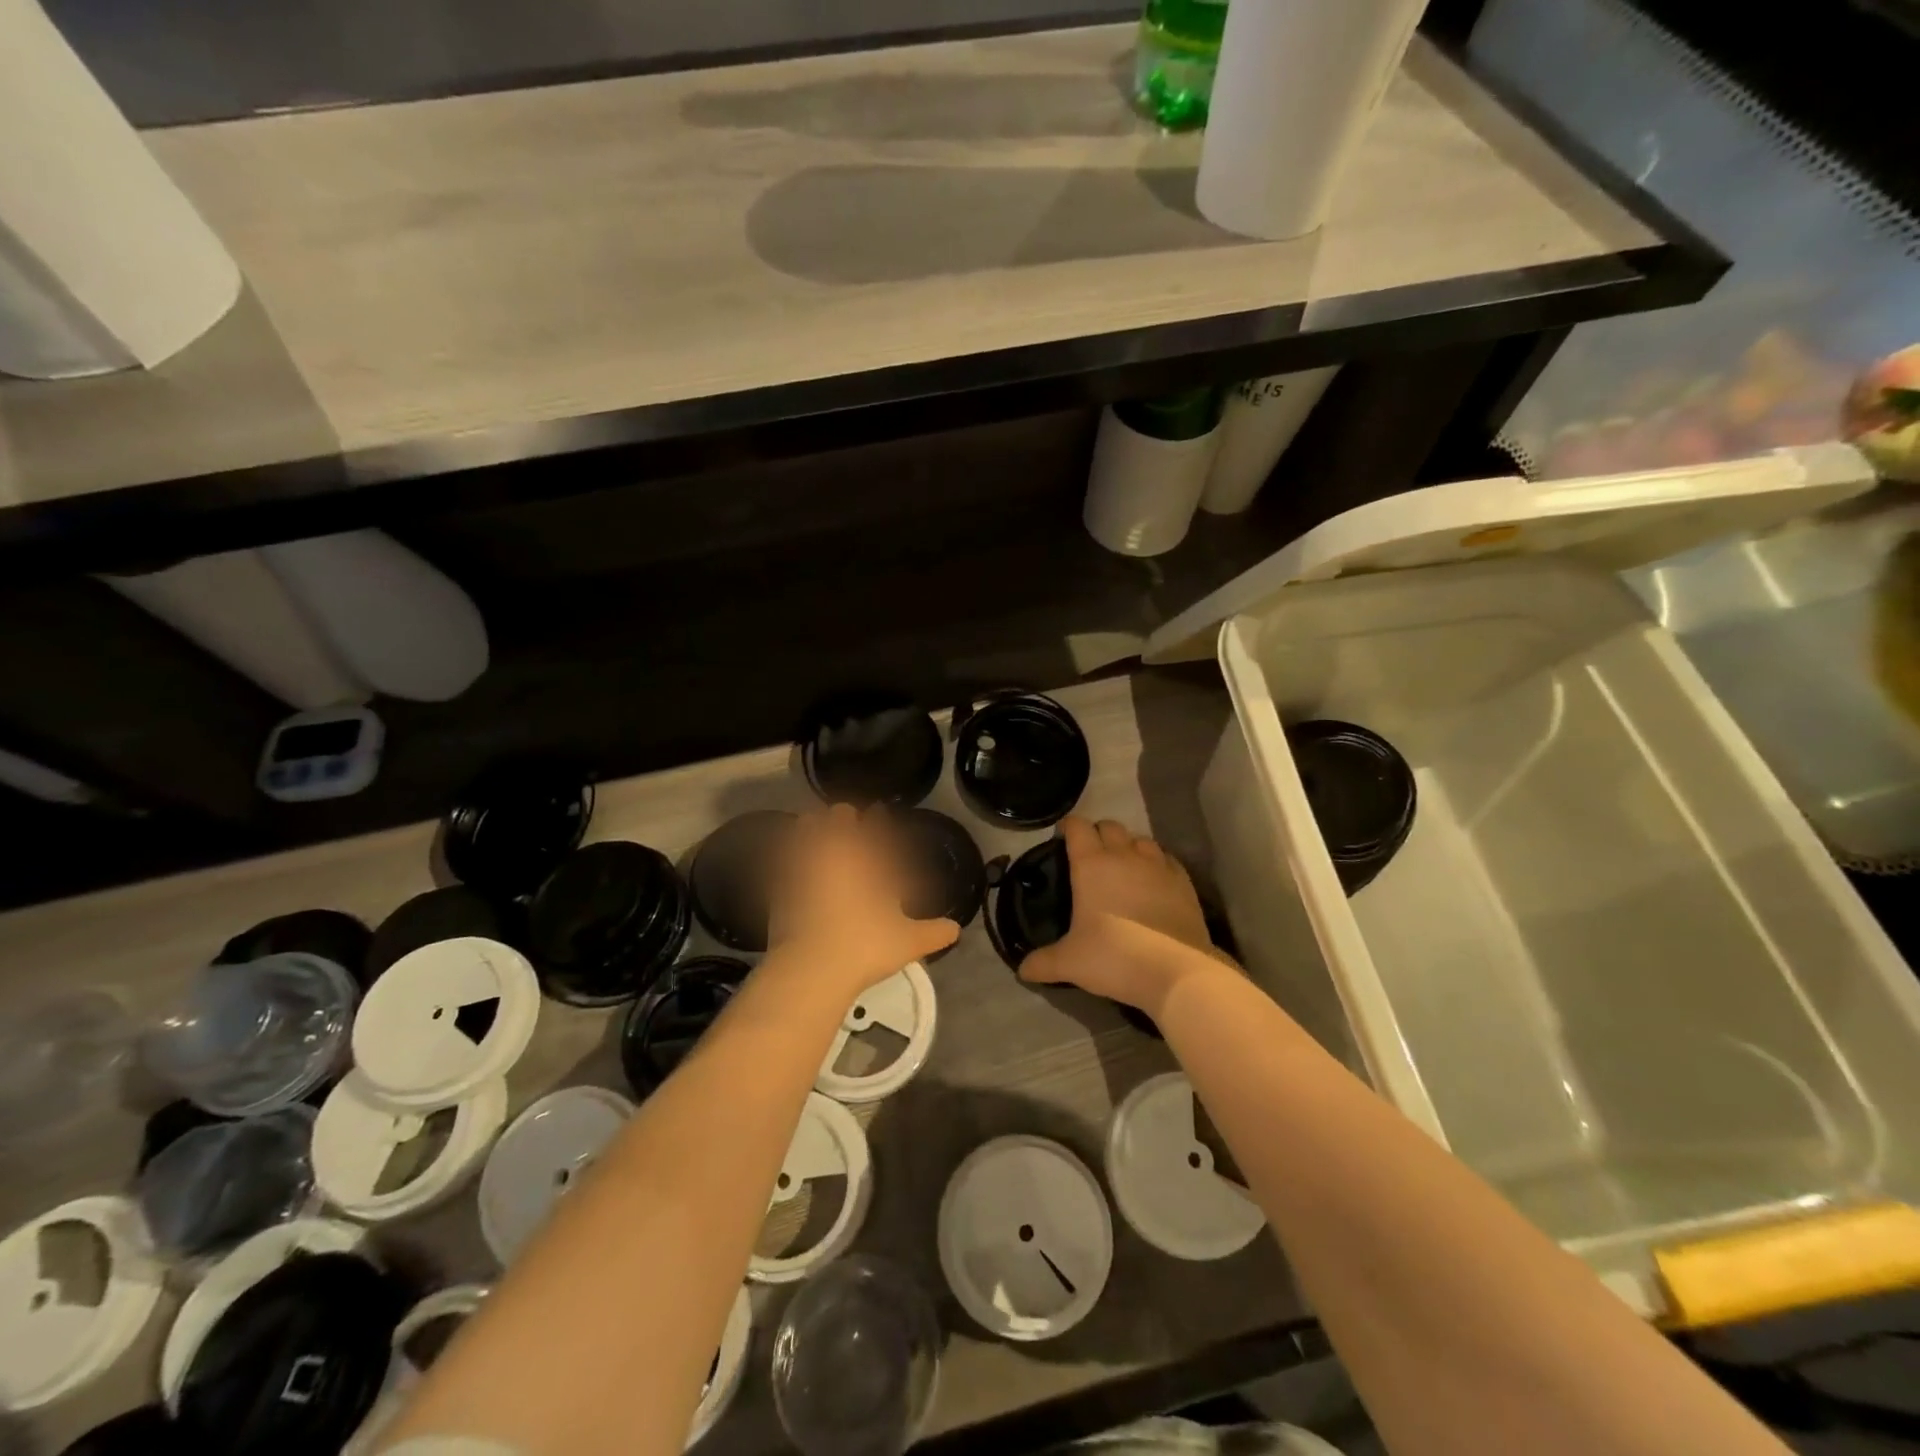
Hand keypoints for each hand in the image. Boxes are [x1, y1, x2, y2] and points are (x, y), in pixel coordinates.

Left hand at [768, 804, 958, 997]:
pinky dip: (791, 854)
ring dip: (815, 827)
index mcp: (868, 858)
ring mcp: (803, 865)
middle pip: (838, 817)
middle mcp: (836, 853)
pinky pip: (785, 856)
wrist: (810, 968)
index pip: (876, 826)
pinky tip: (795, 863)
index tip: (880, 810)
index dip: (879, 817)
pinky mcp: (779, 884)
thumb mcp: (908, 942)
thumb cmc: (865, 946)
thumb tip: (956, 930)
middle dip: (845, 817)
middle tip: (849, 822)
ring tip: (818, 833)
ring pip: (807, 828)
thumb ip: (934, 932)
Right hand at [1020, 816, 1227, 1015]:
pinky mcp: (1184, 881)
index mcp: (1091, 864)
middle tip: (1091, 855)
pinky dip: (1157, 864)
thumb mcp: (1070, 963)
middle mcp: (1125, 855)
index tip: (1062, 838)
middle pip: (1110, 826)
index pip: (1077, 827)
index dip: (1068, 827)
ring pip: (1141, 839)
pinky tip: (1154, 882)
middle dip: (1098, 833)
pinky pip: (1166, 859)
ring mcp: (1158, 865)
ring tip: (1124, 867)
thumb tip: (1022, 970)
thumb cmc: (1114, 957)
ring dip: (1129, 846)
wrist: (1175, 970)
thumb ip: (1043, 962)